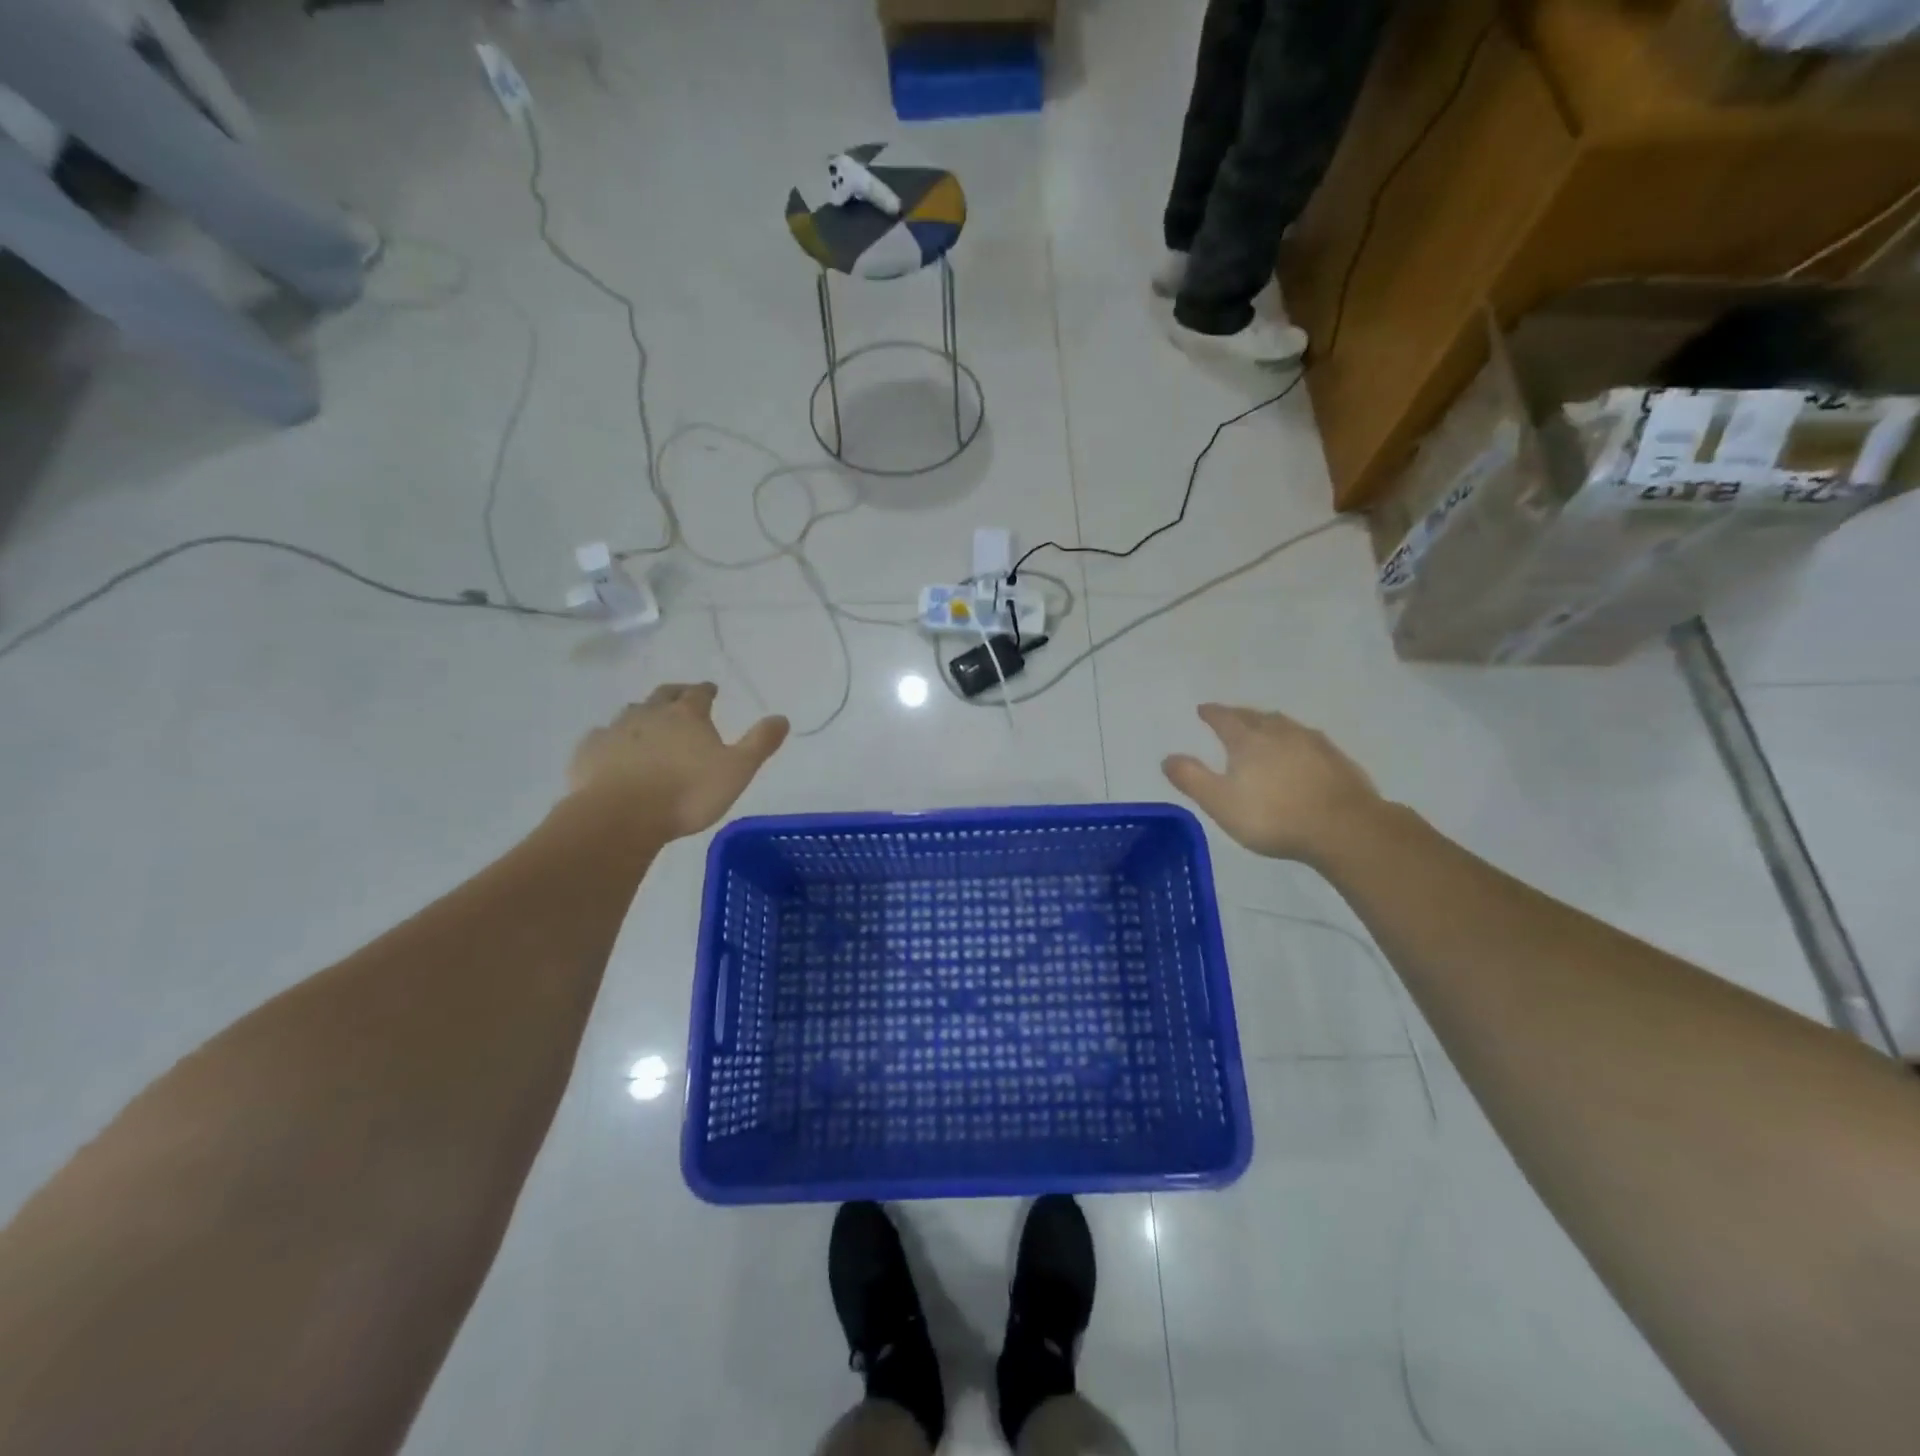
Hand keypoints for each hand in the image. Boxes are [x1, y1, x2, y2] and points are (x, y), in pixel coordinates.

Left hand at [567, 683, 788, 838]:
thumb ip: (760, 743)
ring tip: (649, 724)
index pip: (700, 692)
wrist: (621, 816)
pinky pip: (600, 737)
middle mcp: (650, 714)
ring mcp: (616, 730)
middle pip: (664, 695)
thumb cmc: (687, 793)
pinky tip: (611, 750)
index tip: (711, 690)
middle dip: (675, 693)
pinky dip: (610, 739)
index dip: (706, 690)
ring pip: (631, 712)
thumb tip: (782, 718)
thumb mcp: (737, 770)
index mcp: (687, 715)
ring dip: (643, 714)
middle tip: (682, 697)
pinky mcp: (589, 752)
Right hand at [1162, 703, 1380, 862]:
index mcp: (1249, 741)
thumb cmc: (1274, 817)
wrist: (1344, 829)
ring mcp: (1313, 743)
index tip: (1203, 709)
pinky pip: (1309, 741)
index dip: (1212, 713)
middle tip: (1230, 716)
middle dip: (1240, 715)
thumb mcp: (1220, 802)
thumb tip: (1167, 757)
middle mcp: (1281, 733)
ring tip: (1264, 728)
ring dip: (1269, 723)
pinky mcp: (1338, 760)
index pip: (1225, 719)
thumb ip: (1192, 778)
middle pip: (1256, 716)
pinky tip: (1301, 752)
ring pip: (1285, 725)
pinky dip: (1296, 741)